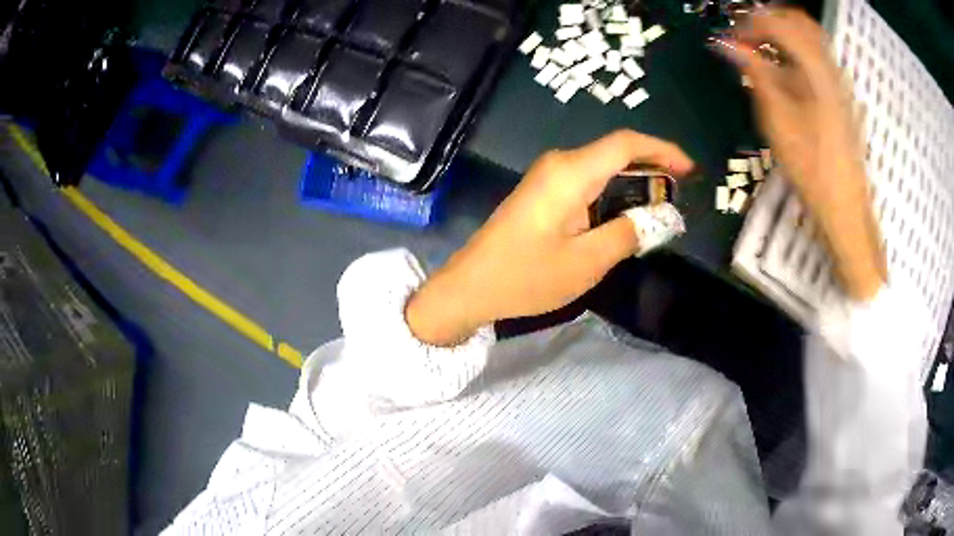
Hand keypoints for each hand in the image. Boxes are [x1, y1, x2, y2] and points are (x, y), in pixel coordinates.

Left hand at [406, 130, 693, 345]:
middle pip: (615, 152)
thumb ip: (630, 233)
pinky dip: (613, 192)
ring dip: (634, 182)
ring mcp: (548, 176)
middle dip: (652, 167)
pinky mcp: (542, 192)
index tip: (690, 168)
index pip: (626, 144)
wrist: (470, 286)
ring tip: (661, 207)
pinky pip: (587, 182)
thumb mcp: (587, 261)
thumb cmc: (527, 276)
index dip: (662, 150)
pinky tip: (626, 214)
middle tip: (680, 193)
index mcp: (571, 173)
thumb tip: (665, 217)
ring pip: (602, 167)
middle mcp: (559, 164)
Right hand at [714, 8, 886, 299]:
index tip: (731, 38)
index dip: (750, 23)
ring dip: (784, 33)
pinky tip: (786, 70)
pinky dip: (798, 51)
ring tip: (763, 49)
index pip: (779, 24)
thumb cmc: (811, 168)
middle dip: (770, 20)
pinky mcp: (842, 96)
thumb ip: (756, 74)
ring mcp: (839, 81)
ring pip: (811, 36)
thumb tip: (729, 46)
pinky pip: (818, 57)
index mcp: (815, 70)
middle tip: (748, 35)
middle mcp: (830, 67)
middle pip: (799, 21)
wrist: (845, 206)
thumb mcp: (778, 121)